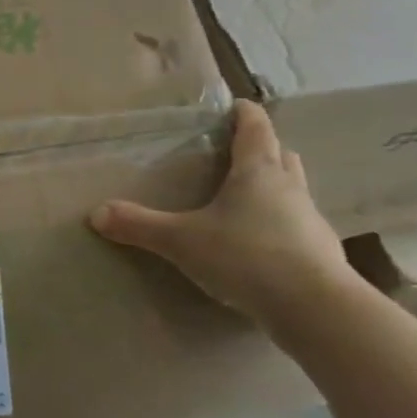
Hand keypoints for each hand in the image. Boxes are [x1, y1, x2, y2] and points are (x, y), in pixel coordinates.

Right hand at [89, 100, 354, 331]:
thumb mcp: (181, 240)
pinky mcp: (321, 255)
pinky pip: (297, 226)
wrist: (317, 311)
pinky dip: (279, 224)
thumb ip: (139, 225)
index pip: (256, 128)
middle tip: (234, 152)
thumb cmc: (247, 257)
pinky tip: (258, 244)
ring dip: (274, 187)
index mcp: (258, 172)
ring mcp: (310, 222)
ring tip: (244, 198)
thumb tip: (96, 213)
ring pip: (293, 191)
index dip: (244, 113)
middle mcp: (290, 188)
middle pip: (281, 155)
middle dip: (262, 149)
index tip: (234, 106)